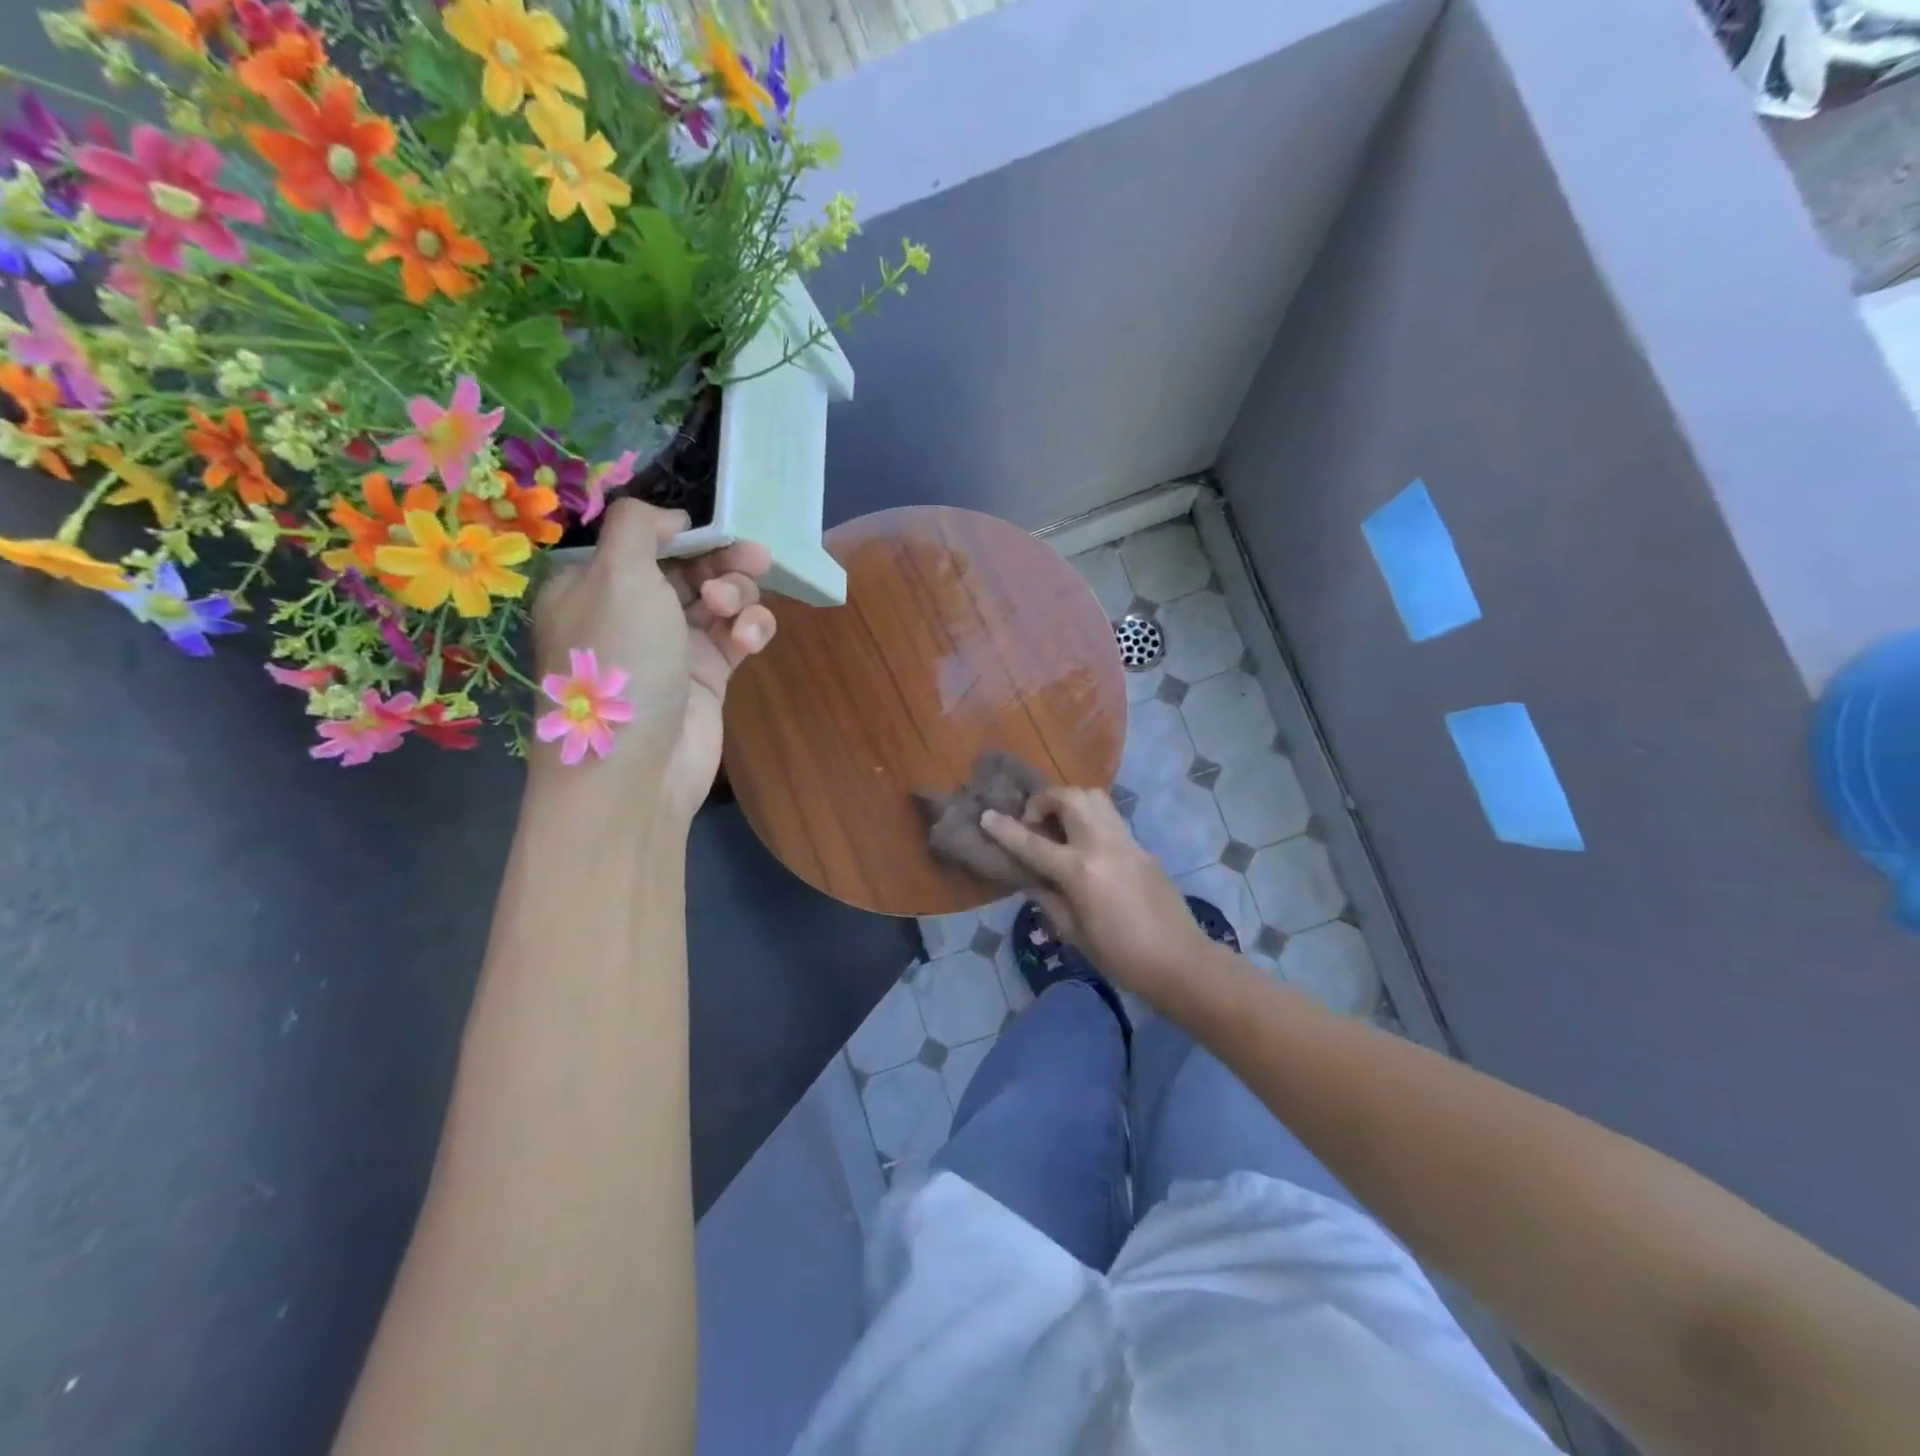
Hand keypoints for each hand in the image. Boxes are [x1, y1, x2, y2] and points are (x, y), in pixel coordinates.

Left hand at [531, 499, 776, 821]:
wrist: (636, 768)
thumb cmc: (620, 662)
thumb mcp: (616, 575)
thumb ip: (640, 526)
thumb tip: (672, 518)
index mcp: (593, 583)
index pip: (645, 539)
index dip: (684, 531)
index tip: (715, 530)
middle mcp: (632, 611)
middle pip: (689, 565)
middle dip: (723, 560)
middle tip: (754, 559)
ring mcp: (672, 645)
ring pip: (720, 599)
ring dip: (738, 595)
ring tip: (733, 613)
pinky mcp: (708, 676)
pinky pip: (737, 636)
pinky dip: (750, 630)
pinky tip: (749, 641)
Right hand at [981, 788, 1216, 1010]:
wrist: (1181, 961)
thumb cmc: (1121, 957)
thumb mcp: (1074, 933)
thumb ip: (1047, 898)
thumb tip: (1029, 878)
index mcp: (1081, 871)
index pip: (1033, 843)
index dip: (1005, 829)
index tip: (986, 816)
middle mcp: (1103, 845)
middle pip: (1070, 798)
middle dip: (1044, 800)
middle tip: (1034, 822)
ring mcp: (1127, 842)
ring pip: (1095, 797)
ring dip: (1070, 802)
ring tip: (1059, 826)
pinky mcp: (1142, 847)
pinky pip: (1111, 818)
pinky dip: (1090, 819)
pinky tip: (1086, 846)